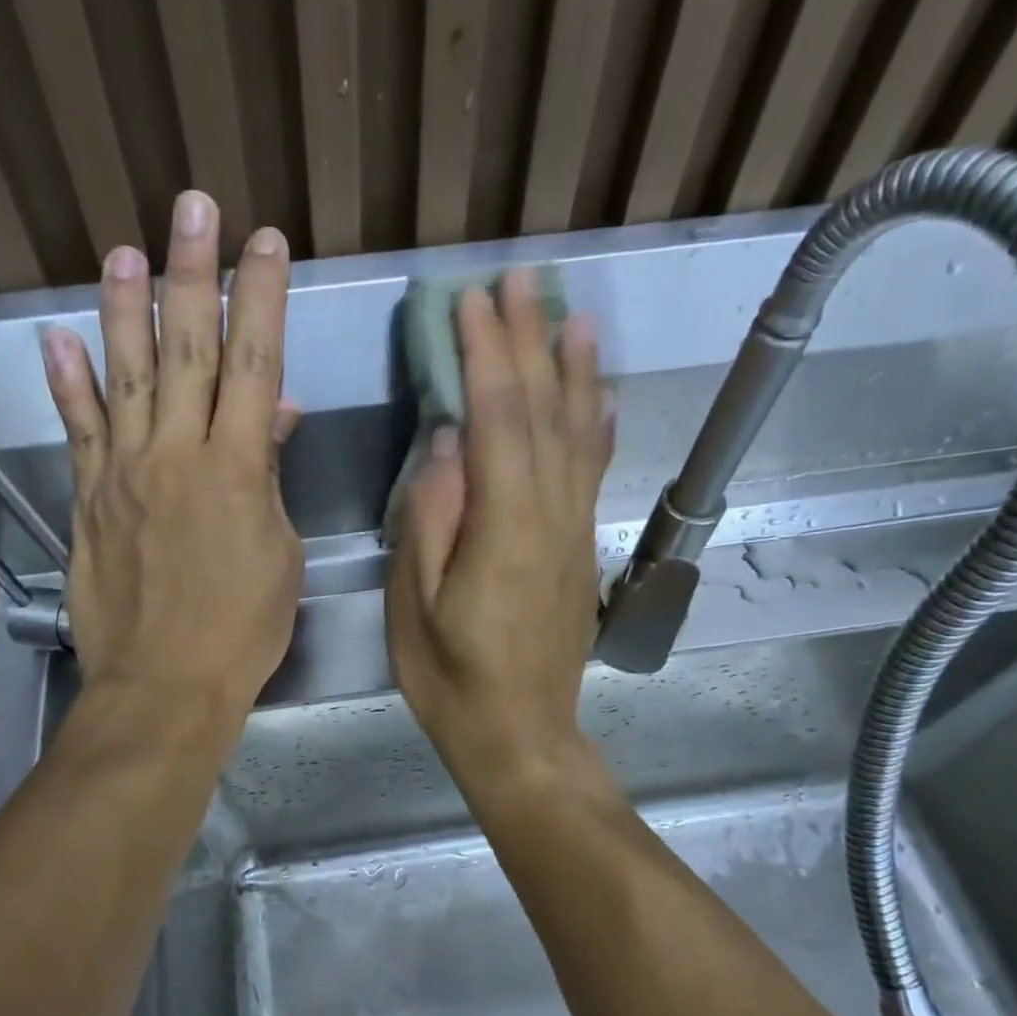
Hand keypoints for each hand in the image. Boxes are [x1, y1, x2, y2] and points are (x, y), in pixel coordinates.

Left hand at [41, 190, 301, 728]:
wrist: (164, 686)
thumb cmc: (241, 630)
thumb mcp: (280, 554)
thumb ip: (269, 479)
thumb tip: (271, 416)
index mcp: (237, 470)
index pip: (253, 364)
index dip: (262, 298)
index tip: (266, 241)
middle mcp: (176, 456)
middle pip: (188, 349)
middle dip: (194, 273)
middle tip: (192, 206)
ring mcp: (124, 475)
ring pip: (126, 376)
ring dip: (125, 309)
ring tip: (122, 250)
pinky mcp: (88, 502)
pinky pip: (78, 433)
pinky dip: (66, 385)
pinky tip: (55, 340)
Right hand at [386, 271, 611, 785]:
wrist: (520, 736)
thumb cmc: (452, 679)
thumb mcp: (416, 607)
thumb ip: (430, 521)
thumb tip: (444, 445)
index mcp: (505, 527)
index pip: (498, 419)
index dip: (487, 354)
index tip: (472, 298)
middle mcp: (552, 516)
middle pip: (544, 412)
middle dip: (530, 341)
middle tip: (522, 279)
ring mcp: (574, 532)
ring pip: (580, 435)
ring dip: (574, 370)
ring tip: (573, 315)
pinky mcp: (581, 550)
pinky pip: (594, 473)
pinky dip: (598, 426)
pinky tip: (600, 397)